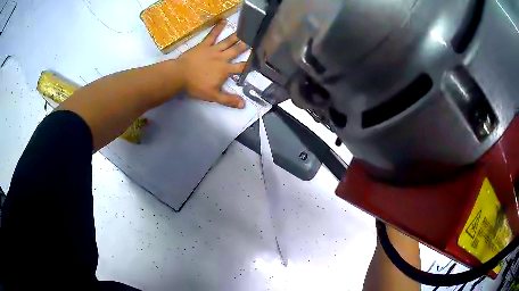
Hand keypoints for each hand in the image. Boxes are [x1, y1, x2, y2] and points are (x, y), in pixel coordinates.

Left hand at [177, 20, 248, 108]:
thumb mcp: (213, 96)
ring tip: (246, 30)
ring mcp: (213, 49)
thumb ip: (228, 100)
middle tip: (256, 39)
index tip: (259, 60)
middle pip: (237, 51)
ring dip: (237, 36)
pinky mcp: (204, 45)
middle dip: (247, 46)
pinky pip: (212, 35)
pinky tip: (223, 20)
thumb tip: (244, 105)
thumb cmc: (195, 86)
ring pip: (228, 41)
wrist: (179, 75)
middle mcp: (222, 58)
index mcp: (225, 70)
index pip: (241, 67)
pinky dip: (218, 28)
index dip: (250, 64)